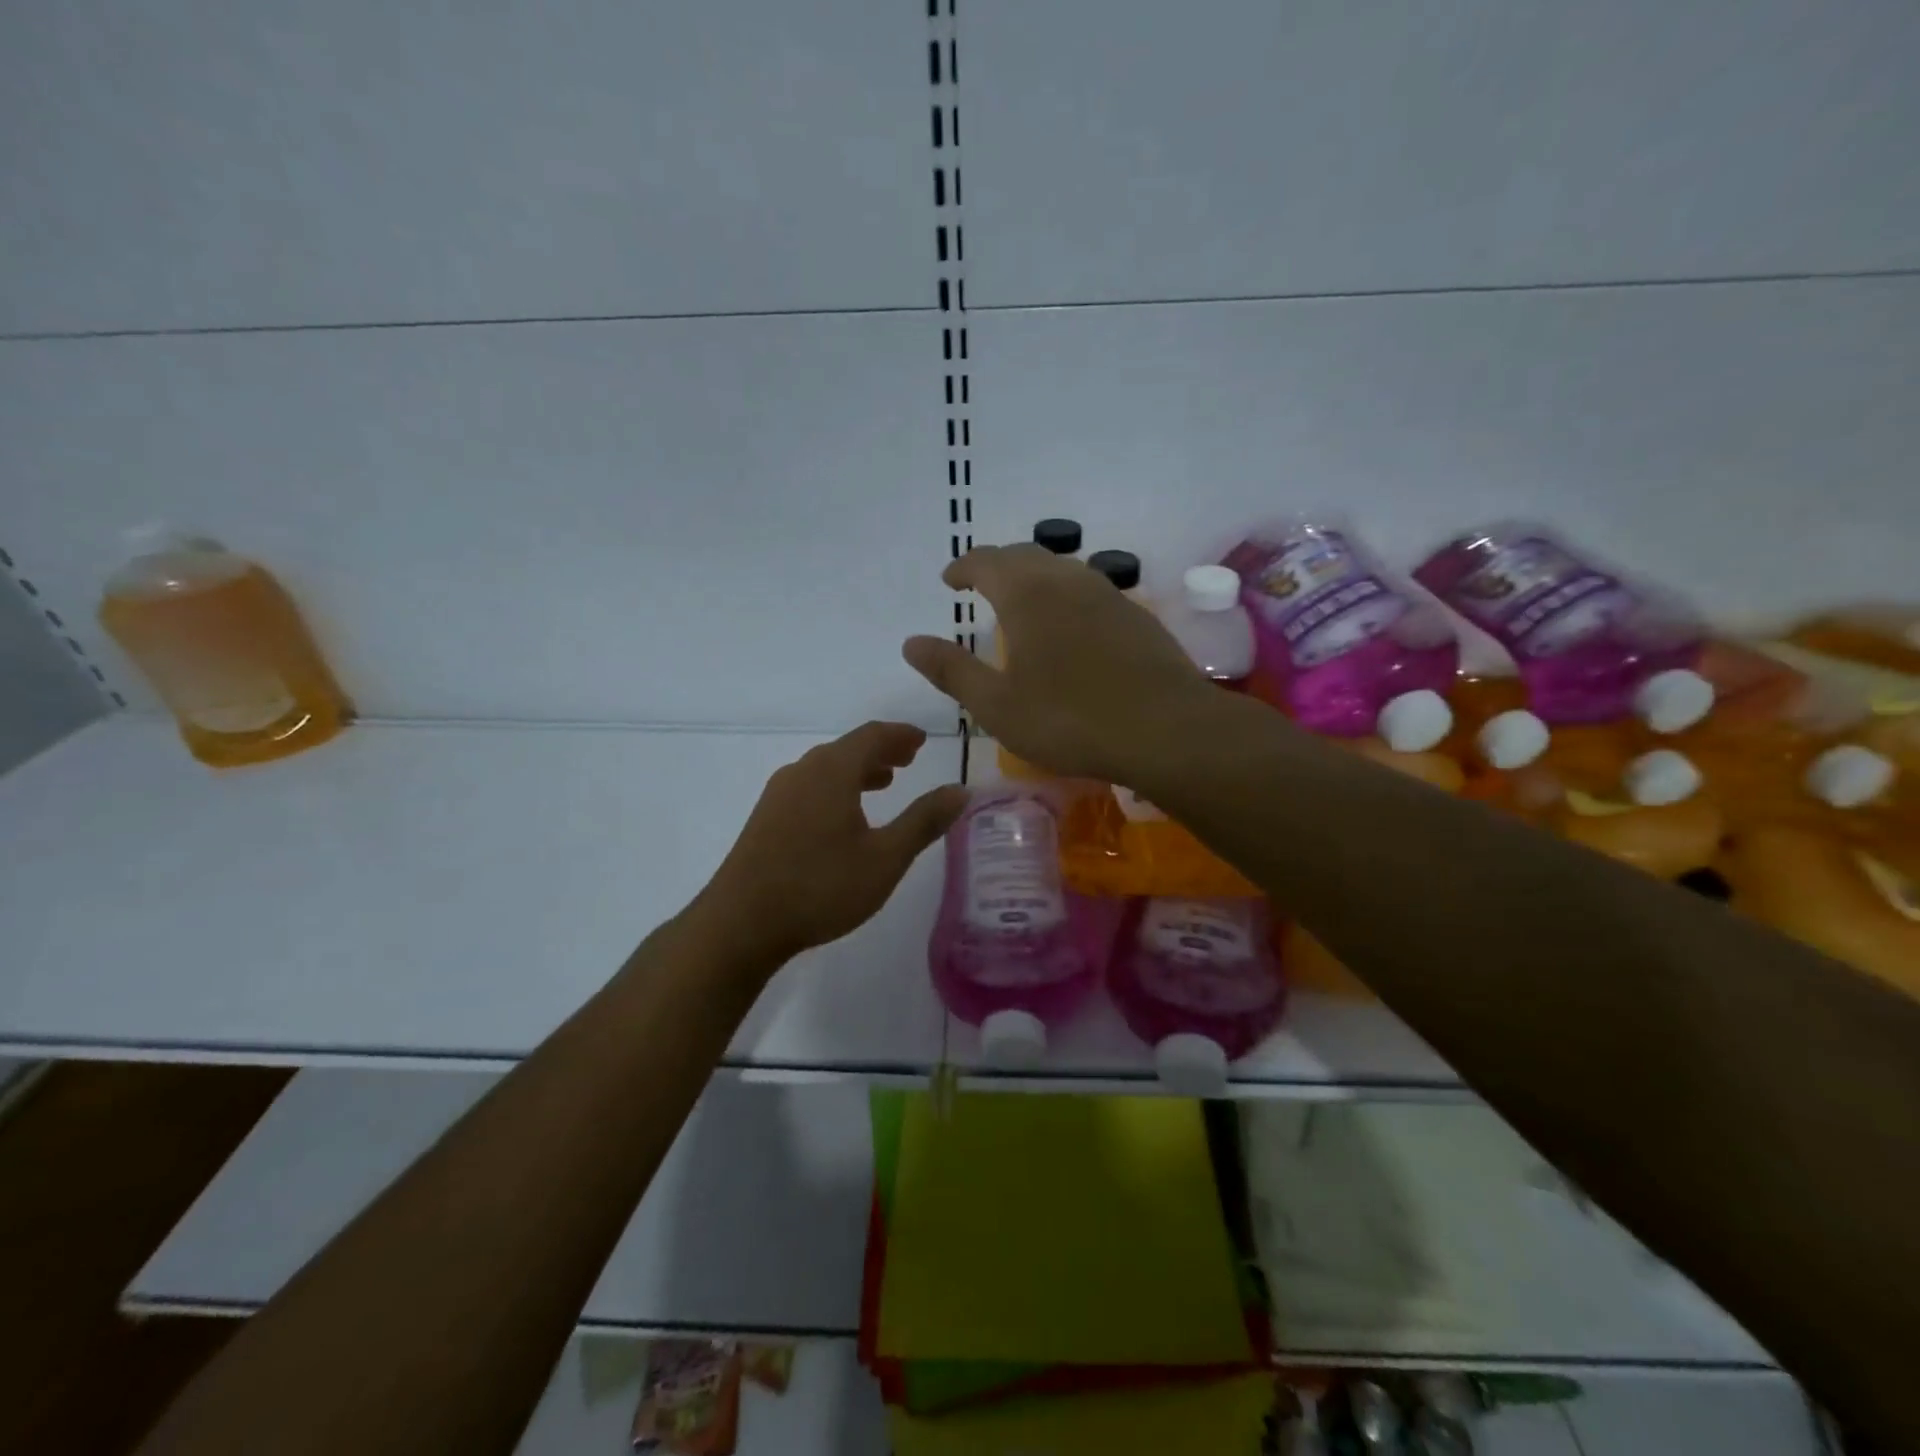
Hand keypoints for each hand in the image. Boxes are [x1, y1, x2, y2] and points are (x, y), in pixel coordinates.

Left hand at [698, 721, 966, 967]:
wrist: (741, 923)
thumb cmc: (821, 887)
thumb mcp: (885, 858)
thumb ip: (924, 821)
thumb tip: (961, 790)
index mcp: (832, 771)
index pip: (872, 735)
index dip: (901, 735)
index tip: (921, 739)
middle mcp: (803, 771)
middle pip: (847, 749)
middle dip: (881, 751)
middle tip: (908, 759)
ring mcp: (779, 794)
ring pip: (826, 769)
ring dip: (858, 770)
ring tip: (882, 783)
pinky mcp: (765, 818)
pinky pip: (809, 787)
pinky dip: (836, 787)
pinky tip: (843, 816)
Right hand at [902, 544, 1217, 783]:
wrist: (1166, 730)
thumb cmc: (1070, 720)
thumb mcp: (997, 705)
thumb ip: (951, 670)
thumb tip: (911, 642)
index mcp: (1027, 595)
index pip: (985, 561)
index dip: (963, 567)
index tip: (949, 581)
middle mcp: (1067, 580)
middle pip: (1024, 556)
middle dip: (996, 566)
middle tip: (979, 586)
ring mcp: (1108, 594)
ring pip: (1061, 568)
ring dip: (1033, 577)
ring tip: (1021, 602)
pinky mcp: (1136, 615)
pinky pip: (1089, 589)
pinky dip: (1065, 595)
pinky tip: (1069, 627)